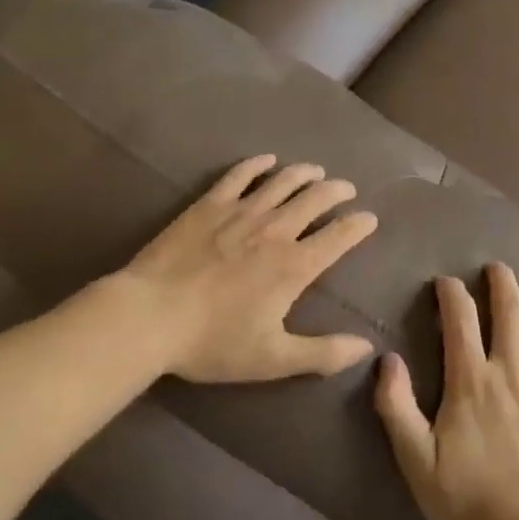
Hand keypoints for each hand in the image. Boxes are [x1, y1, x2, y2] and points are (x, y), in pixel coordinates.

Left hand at [117, 154, 379, 383]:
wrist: (149, 316)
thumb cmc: (212, 342)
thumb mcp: (272, 359)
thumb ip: (322, 353)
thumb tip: (366, 348)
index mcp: (294, 266)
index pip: (339, 236)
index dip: (359, 225)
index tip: (369, 219)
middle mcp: (275, 230)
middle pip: (316, 198)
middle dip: (337, 191)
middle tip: (346, 189)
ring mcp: (241, 212)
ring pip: (283, 181)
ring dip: (305, 173)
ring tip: (316, 171)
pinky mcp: (210, 204)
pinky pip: (240, 175)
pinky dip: (258, 165)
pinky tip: (267, 160)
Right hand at [375, 264, 518, 519]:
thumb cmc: (466, 500)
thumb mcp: (415, 460)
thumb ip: (396, 406)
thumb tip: (386, 359)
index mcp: (471, 379)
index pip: (459, 318)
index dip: (451, 293)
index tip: (445, 283)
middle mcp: (511, 370)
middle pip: (509, 310)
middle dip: (501, 282)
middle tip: (496, 269)